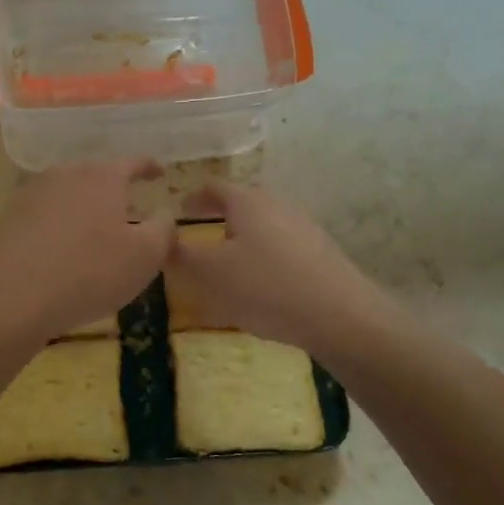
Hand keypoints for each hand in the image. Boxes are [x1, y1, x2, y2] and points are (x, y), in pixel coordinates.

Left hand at [0, 160, 173, 344]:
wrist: (10, 300)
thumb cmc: (88, 274)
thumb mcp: (144, 257)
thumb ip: (164, 230)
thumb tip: (163, 216)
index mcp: (101, 177)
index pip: (133, 163)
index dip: (150, 167)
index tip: (160, 172)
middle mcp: (65, 175)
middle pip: (97, 177)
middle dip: (115, 192)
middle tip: (129, 213)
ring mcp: (31, 194)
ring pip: (69, 195)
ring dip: (85, 210)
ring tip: (95, 235)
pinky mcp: (8, 219)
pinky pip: (44, 216)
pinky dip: (59, 227)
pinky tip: (61, 252)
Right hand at [166, 183, 385, 355]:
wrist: (340, 315)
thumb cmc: (266, 287)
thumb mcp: (211, 274)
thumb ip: (181, 255)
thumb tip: (163, 239)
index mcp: (247, 201)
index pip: (213, 188)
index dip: (193, 199)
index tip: (179, 212)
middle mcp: (276, 203)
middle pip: (242, 203)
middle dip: (220, 217)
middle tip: (201, 238)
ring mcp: (303, 225)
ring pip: (263, 225)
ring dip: (243, 238)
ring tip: (229, 265)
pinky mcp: (320, 251)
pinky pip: (282, 245)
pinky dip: (265, 256)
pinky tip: (263, 285)